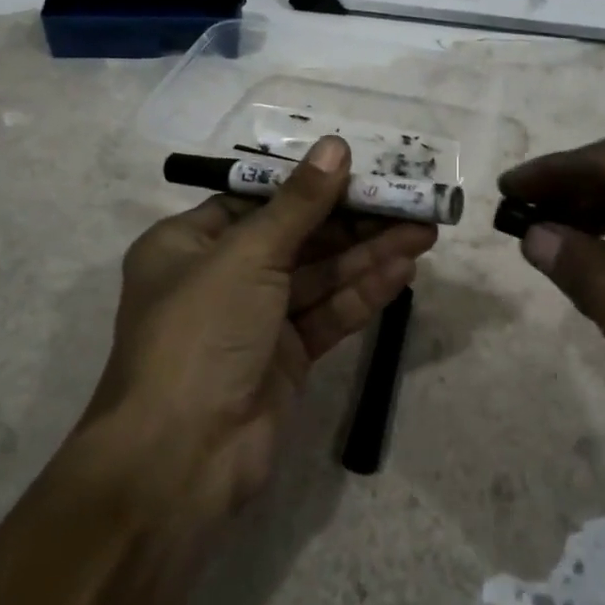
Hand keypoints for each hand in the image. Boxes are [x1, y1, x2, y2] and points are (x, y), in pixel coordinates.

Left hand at [85, 136, 435, 521]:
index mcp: (188, 243)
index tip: (361, 169)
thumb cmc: (201, 333)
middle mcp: (220, 277)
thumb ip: (299, 203)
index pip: (258, 200)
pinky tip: (403, 271)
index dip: (311, 184)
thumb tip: (336, 146)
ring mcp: (254, 321)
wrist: (181, 458)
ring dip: (368, 254)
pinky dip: (363, 293)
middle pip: (297, 237)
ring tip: (423, 231)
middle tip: (408, 201)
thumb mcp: (248, 255)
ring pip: (319, 276)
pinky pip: (327, 314)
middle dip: (353, 220)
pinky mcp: (284, 358)